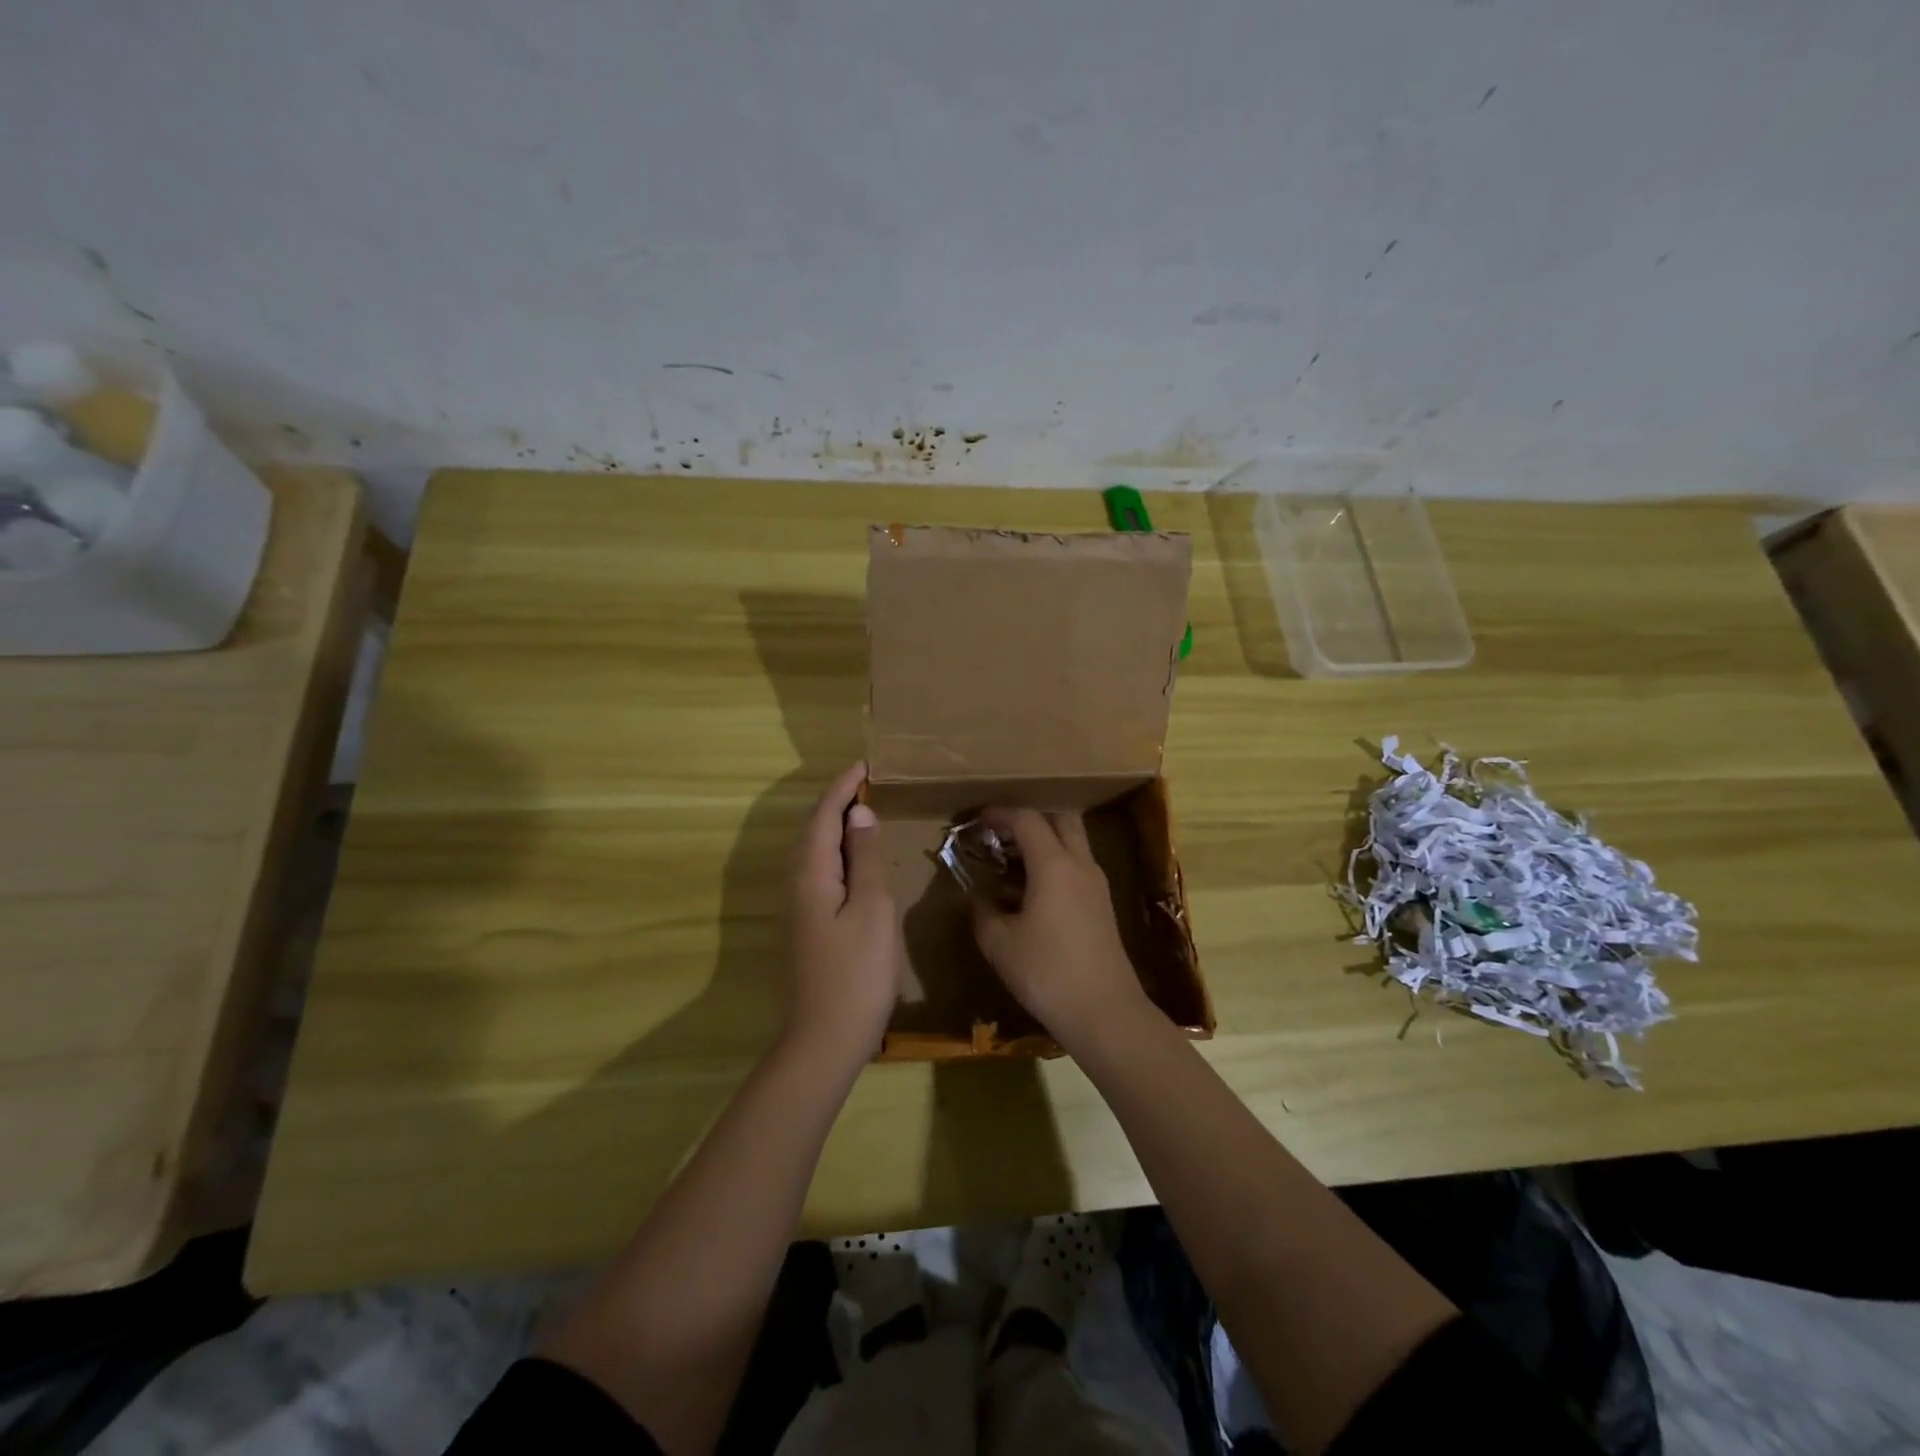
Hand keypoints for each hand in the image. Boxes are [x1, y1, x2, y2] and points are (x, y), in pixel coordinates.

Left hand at [784, 762, 900, 1070]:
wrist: (822, 1042)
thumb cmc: (856, 973)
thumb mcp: (872, 910)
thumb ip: (866, 858)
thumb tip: (859, 814)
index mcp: (810, 874)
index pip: (823, 816)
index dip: (842, 788)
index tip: (864, 765)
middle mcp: (794, 884)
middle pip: (812, 831)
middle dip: (835, 803)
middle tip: (866, 784)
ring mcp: (795, 908)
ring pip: (812, 853)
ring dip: (834, 828)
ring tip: (862, 814)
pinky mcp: (802, 927)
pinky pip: (817, 873)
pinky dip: (835, 854)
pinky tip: (854, 863)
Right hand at [970, 808, 1150, 1048]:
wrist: (1104, 1012)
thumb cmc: (1047, 972)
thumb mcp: (1000, 944)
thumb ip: (983, 913)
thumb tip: (979, 900)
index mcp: (1053, 864)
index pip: (1028, 820)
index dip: (1001, 814)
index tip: (980, 820)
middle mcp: (1080, 865)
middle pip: (1061, 820)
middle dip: (1031, 819)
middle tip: (1002, 834)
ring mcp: (1097, 885)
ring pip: (1073, 843)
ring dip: (1045, 842)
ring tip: (1013, 863)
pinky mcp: (1103, 906)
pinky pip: (1077, 867)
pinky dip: (1055, 864)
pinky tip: (1033, 892)